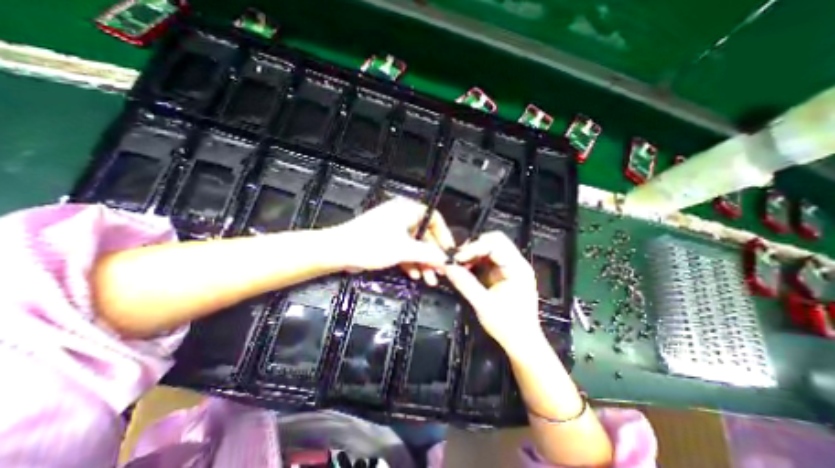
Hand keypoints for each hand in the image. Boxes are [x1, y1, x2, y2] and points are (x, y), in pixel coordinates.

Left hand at [328, 198, 455, 284]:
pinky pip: (404, 250)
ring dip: (422, 262)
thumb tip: (446, 259)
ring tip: (429, 279)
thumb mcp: (405, 249)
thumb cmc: (371, 244)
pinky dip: (410, 262)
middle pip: (425, 235)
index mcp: (408, 209)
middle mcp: (402, 216)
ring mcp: (394, 228)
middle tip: (439, 271)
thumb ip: (428, 253)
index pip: (434, 220)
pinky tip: (414, 275)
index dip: (444, 237)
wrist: (339, 251)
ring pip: (415, 245)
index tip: (449, 252)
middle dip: (432, 255)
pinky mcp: (387, 240)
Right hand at [443, 233, 542, 355]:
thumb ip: (465, 284)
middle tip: (457, 258)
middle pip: (494, 241)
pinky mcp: (502, 273)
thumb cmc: (507, 326)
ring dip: (472, 253)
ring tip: (459, 264)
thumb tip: (447, 267)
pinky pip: (486, 259)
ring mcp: (510, 267)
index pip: (496, 244)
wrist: (521, 343)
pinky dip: (474, 260)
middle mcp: (516, 263)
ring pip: (489, 247)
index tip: (457, 258)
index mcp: (517, 268)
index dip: (474, 247)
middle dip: (473, 247)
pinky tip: (465, 268)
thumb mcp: (483, 305)